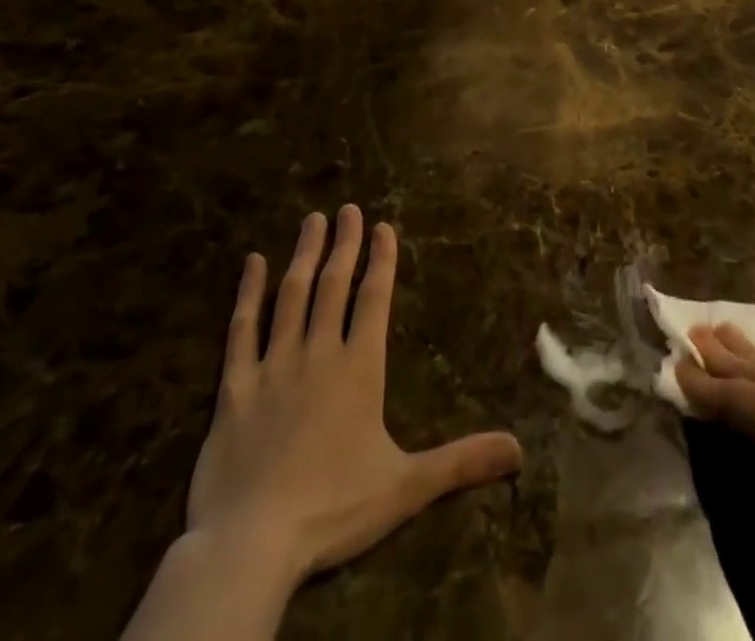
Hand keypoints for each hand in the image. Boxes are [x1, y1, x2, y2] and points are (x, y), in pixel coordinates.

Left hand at [123, 207, 523, 640]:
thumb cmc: (333, 510)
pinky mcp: (234, 388)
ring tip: (312, 220)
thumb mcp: (406, 487)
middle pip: (334, 286)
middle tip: (347, 208)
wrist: (251, 545)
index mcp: (359, 369)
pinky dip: (247, 293)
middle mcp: (318, 354)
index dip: (381, 260)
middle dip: (344, 244)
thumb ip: (461, 461)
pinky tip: (252, 262)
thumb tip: (520, 449)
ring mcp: (273, 366)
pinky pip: (241, 330)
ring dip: (304, 255)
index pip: (374, 299)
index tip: (383, 225)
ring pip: (291, 296)